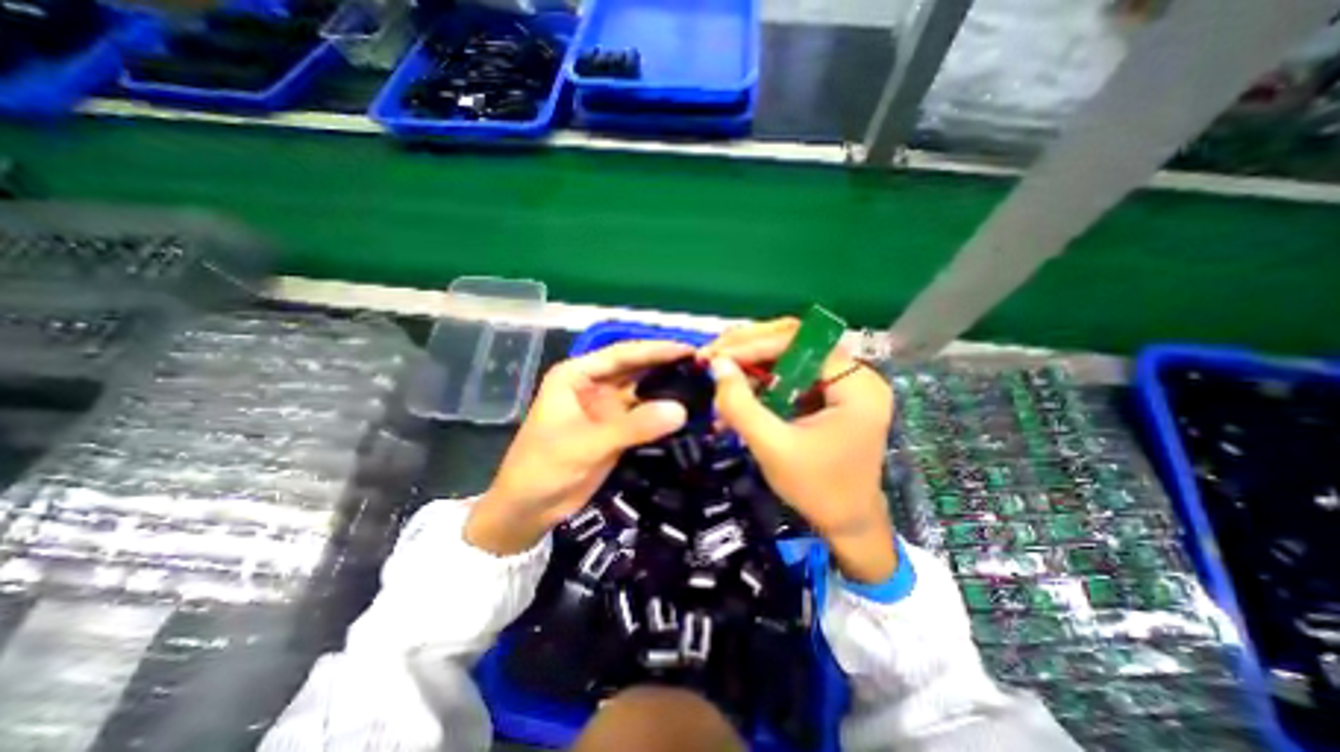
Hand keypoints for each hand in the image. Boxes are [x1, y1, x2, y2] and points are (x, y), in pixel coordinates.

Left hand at [468, 339, 695, 552]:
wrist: (528, 508)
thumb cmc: (545, 468)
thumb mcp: (588, 444)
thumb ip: (634, 426)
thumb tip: (681, 410)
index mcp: (577, 375)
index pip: (622, 354)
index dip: (656, 350)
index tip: (688, 349)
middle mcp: (593, 385)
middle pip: (634, 369)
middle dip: (665, 365)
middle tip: (702, 365)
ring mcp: (605, 408)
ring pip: (641, 391)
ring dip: (666, 388)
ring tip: (700, 383)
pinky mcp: (614, 428)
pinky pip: (643, 415)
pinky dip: (662, 412)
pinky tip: (685, 409)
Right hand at [697, 319, 893, 584]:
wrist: (846, 524)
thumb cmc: (817, 490)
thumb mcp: (773, 447)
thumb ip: (741, 404)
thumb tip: (716, 365)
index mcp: (855, 384)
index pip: (800, 342)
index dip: (753, 344)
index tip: (716, 355)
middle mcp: (852, 374)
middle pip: (794, 341)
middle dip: (748, 348)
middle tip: (712, 356)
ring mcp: (840, 383)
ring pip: (788, 357)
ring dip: (750, 366)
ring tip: (718, 374)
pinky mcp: (826, 395)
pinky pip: (788, 377)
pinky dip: (759, 383)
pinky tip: (734, 394)